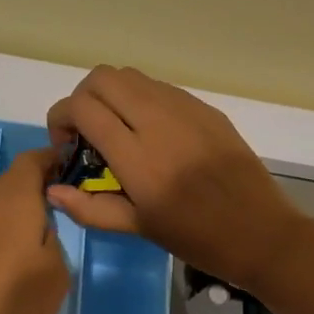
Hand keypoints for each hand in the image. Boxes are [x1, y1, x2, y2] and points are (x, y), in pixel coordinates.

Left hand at [0, 147, 71, 313]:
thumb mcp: (56, 277)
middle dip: (21, 176)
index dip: (45, 159)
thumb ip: (48, 242)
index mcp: (15, 205)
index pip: (30, 165)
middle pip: (0, 178)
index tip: (59, 163)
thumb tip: (37, 228)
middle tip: (41, 191)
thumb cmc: (15, 313)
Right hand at [47, 66, 307, 291]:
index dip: (61, 119)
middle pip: (102, 78)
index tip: (67, 145)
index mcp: (137, 156)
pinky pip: (160, 88)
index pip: (83, 107)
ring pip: (131, 75)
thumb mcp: (138, 228)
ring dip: (111, 95)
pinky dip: (140, 99)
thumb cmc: (196, 237)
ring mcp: (185, 109)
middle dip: (82, 98)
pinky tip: (151, 133)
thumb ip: (90, 207)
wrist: (261, 232)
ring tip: (118, 130)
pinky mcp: (205, 108)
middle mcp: (158, 121)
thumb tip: (52, 190)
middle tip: (87, 132)